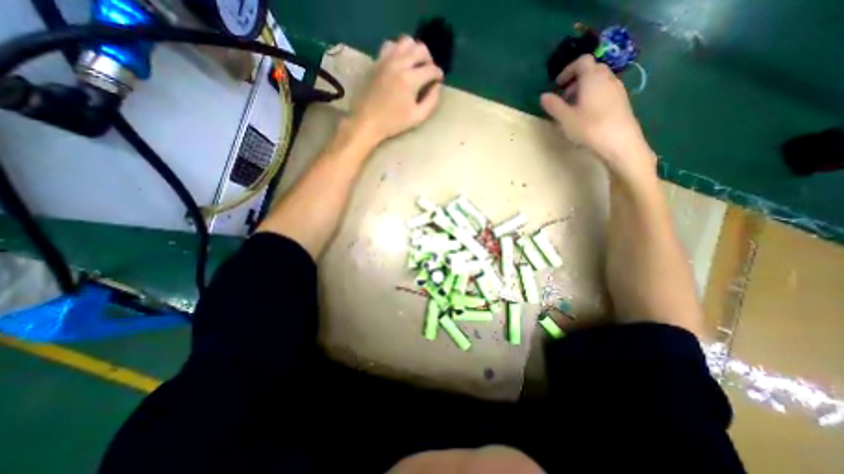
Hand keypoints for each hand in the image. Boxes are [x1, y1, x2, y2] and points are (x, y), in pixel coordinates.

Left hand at [346, 36, 444, 143]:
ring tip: (415, 64)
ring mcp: (386, 60)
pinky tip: (400, 62)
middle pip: (420, 49)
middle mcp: (399, 64)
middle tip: (428, 72)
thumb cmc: (393, 122)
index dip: (438, 74)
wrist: (367, 121)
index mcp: (411, 79)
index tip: (438, 80)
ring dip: (414, 51)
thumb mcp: (417, 117)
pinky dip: (399, 50)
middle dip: (429, 60)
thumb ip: (431, 101)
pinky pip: (390, 45)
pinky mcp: (377, 61)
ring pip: (406, 42)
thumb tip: (437, 87)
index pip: (431, 69)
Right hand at [541, 56, 651, 178]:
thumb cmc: (590, 128)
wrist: (620, 143)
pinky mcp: (622, 102)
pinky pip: (605, 91)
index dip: (568, 70)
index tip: (557, 86)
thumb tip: (543, 96)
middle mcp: (608, 78)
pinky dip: (594, 97)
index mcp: (592, 78)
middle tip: (564, 99)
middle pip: (592, 70)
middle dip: (575, 81)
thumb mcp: (565, 118)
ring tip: (574, 109)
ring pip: (599, 81)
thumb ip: (553, 105)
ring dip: (584, 90)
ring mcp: (617, 89)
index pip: (582, 62)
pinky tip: (587, 116)